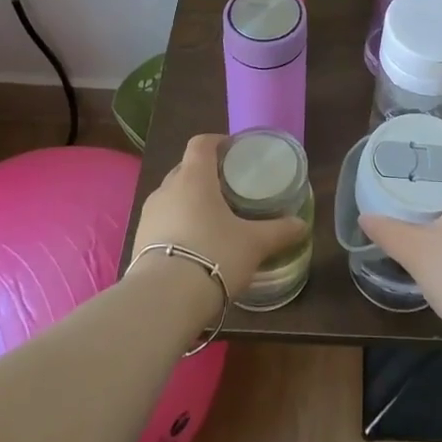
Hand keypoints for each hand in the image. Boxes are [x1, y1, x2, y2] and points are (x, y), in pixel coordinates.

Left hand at [129, 134, 307, 304]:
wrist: (164, 300)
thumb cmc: (214, 254)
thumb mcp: (254, 243)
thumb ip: (279, 231)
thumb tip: (301, 225)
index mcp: (194, 177)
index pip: (201, 143)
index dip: (217, 141)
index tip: (234, 151)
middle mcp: (167, 189)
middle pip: (185, 169)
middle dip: (205, 174)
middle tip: (229, 189)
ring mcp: (149, 215)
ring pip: (172, 196)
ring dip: (190, 201)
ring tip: (212, 219)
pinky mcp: (139, 241)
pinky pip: (162, 222)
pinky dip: (178, 225)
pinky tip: (194, 246)